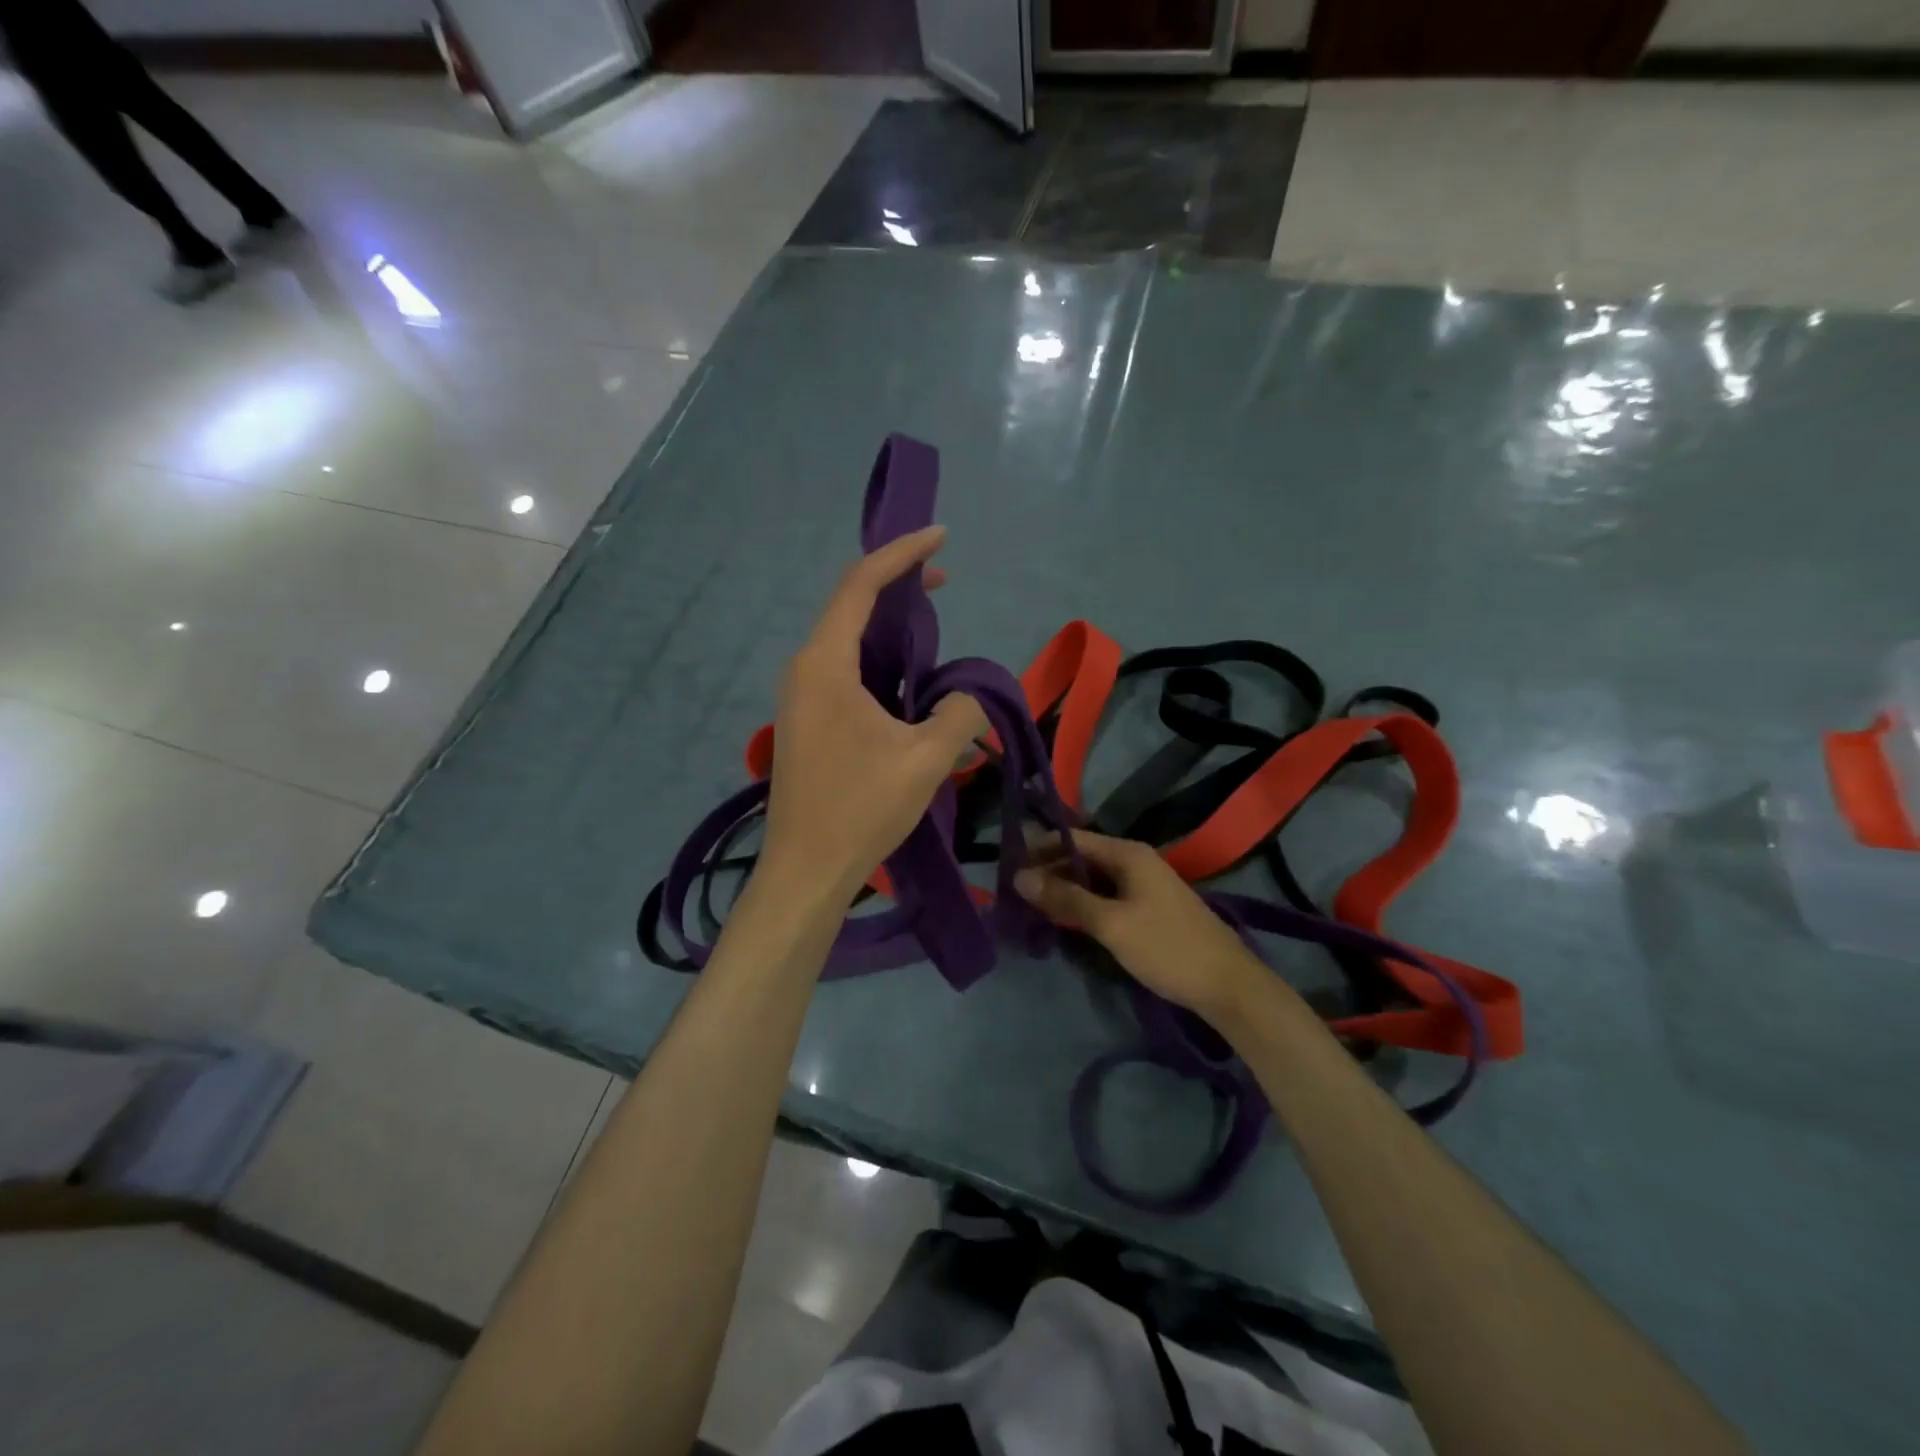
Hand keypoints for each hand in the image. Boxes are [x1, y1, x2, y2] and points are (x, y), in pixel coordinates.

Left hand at [759, 525, 987, 905]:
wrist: (806, 871)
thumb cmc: (861, 809)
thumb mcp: (926, 758)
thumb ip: (960, 711)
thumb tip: (968, 696)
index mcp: (824, 665)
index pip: (860, 586)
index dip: (901, 554)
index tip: (940, 536)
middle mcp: (804, 670)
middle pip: (849, 606)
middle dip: (897, 585)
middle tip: (944, 580)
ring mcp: (801, 698)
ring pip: (846, 641)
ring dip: (888, 626)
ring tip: (932, 625)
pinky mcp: (807, 723)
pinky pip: (844, 671)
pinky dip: (878, 659)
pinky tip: (907, 677)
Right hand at [1014, 830, 1266, 1027]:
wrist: (1227, 986)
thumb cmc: (1166, 947)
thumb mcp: (1110, 923)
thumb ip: (1065, 897)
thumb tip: (1019, 876)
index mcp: (1128, 853)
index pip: (1072, 839)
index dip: (1039, 849)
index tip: (1006, 867)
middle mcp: (1135, 861)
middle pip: (1081, 858)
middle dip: (1048, 872)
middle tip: (1013, 895)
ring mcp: (1143, 885)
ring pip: (1092, 880)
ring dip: (1064, 891)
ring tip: (1030, 909)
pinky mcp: (1147, 909)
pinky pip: (1106, 897)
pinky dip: (1083, 905)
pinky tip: (1064, 922)